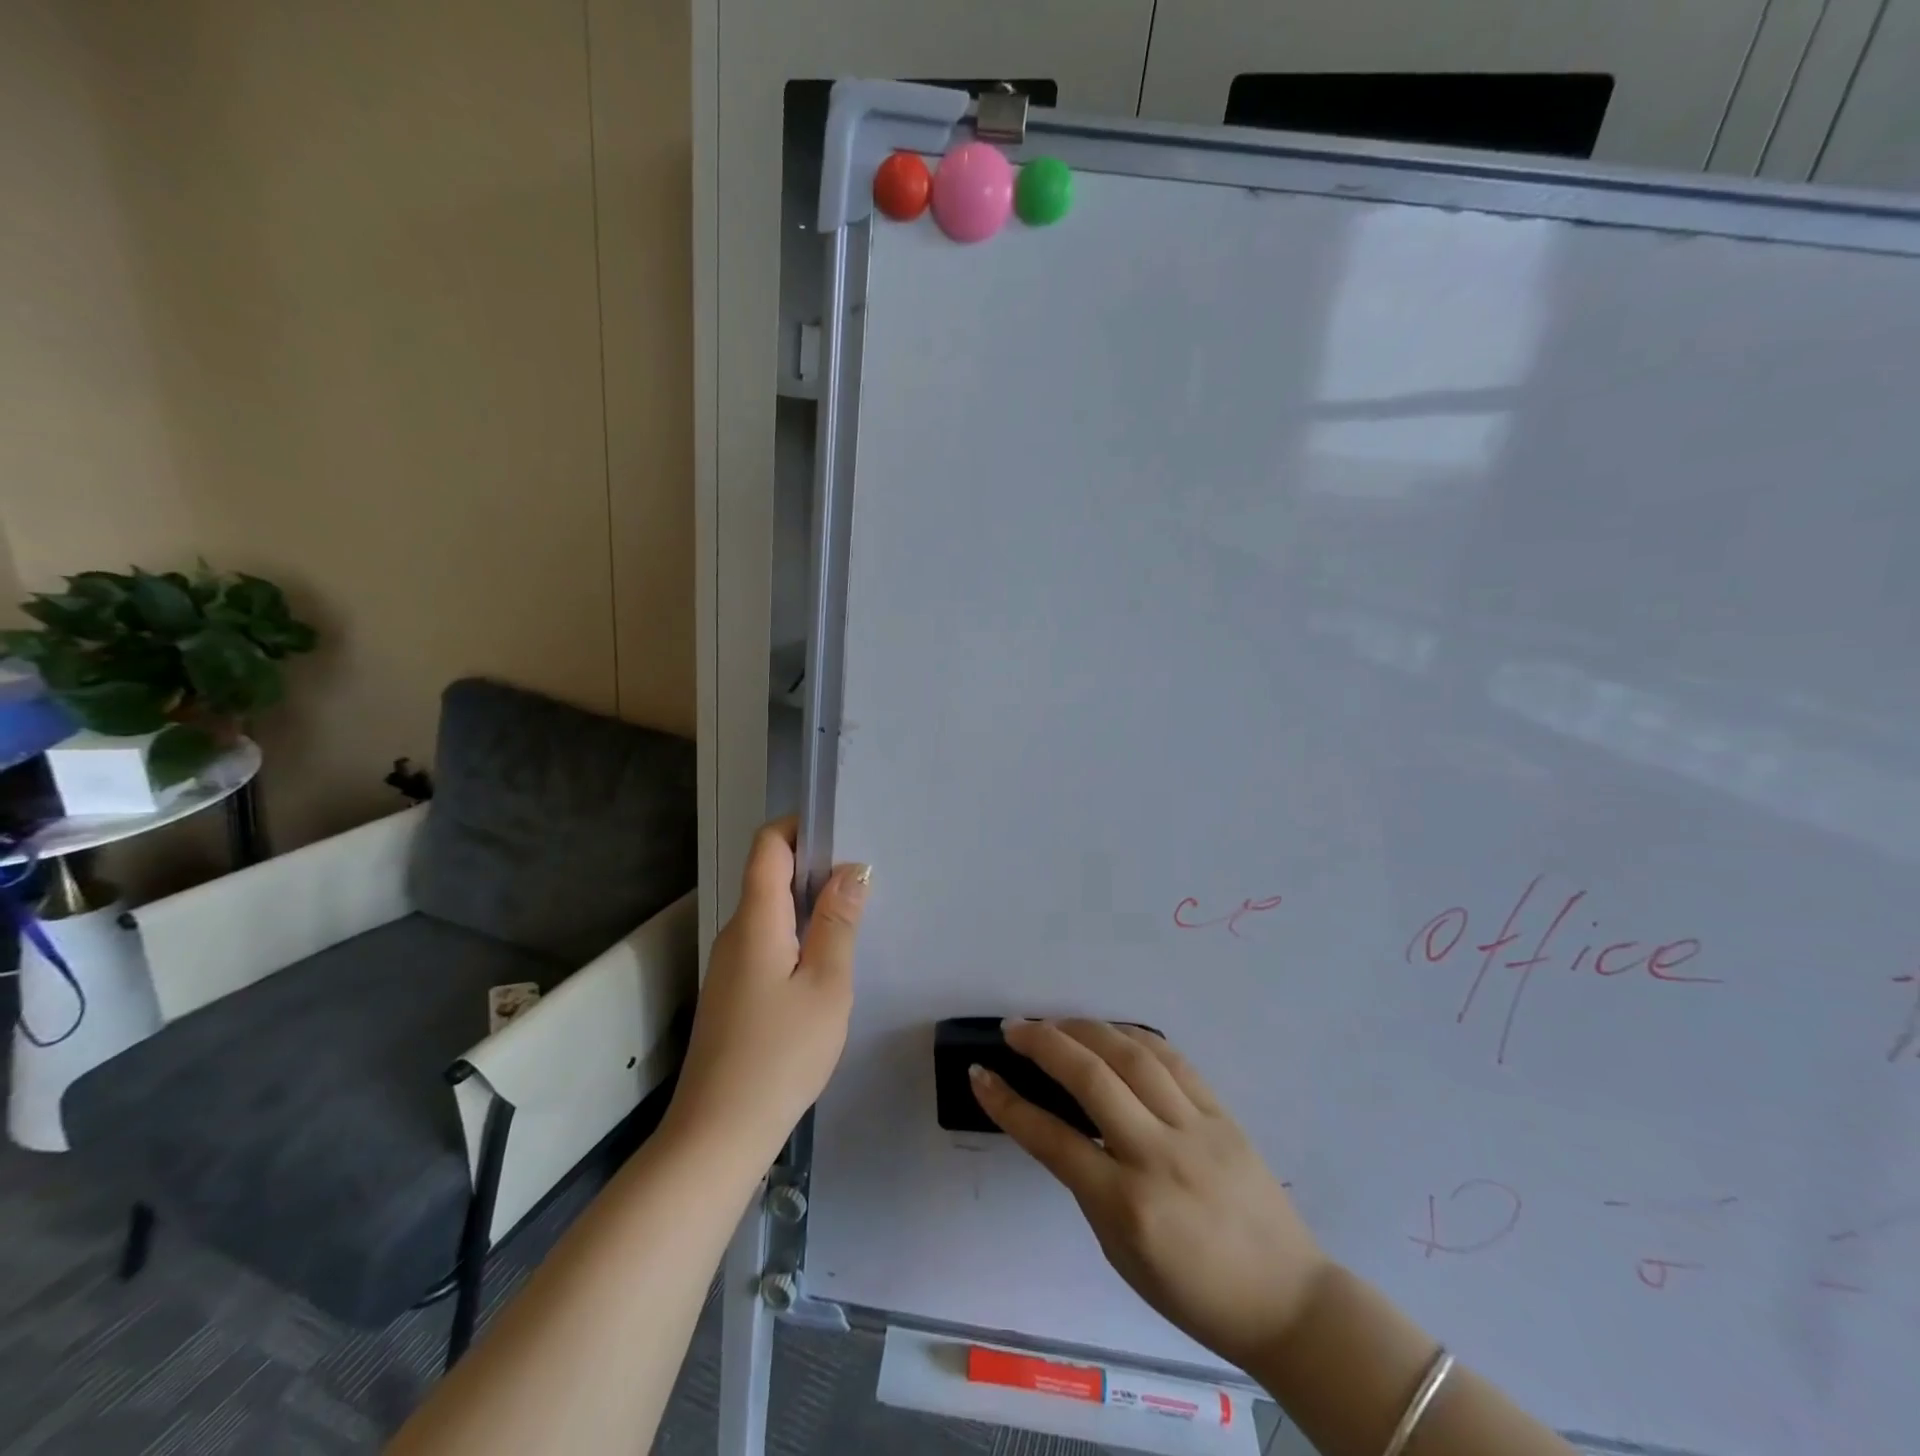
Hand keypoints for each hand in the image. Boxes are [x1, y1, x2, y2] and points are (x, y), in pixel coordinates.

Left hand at [663, 818, 868, 1171]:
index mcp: (756, 920)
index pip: (767, 846)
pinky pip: (768, 943)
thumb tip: (851, 868)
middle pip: (769, 876)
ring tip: (854, 920)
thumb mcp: (826, 985)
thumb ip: (839, 922)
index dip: (800, 828)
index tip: (842, 835)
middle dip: (815, 868)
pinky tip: (826, 965)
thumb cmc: (781, 1053)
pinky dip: (798, 937)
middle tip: (865, 882)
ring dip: (809, 906)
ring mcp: (730, 964)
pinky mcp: (733, 992)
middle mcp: (736, 932)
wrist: (719, 1133)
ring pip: (771, 913)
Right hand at [971, 1020, 1325, 1372]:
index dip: (1007, 1103)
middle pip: (1091, 1078)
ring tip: (1057, 1022)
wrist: (1286, 1300)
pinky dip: (1136, 1038)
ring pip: (1132, 1056)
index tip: (980, 1074)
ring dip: (1087, 1029)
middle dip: (1044, 1043)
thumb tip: (1065, 1126)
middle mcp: (1158, 1156)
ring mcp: (1196, 1129)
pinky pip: (1173, 1061)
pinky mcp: (1223, 1114)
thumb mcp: (1122, 1252)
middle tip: (1014, 1028)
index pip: (1052, 1140)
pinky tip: (1113, 1032)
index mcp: (1127, 1206)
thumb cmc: (1194, 1294)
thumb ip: (1090, 1185)